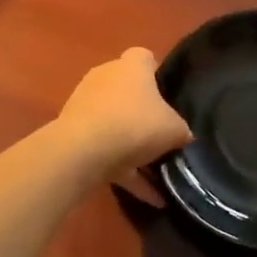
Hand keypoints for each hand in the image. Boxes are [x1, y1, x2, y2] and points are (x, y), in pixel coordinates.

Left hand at [56, 47, 192, 204]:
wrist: (83, 151)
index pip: (145, 58)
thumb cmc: (135, 125)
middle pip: (127, 90)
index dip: (157, 74)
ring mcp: (85, 104)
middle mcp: (105, 77)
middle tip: (162, 133)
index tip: (169, 96)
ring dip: (130, 143)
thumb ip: (181, 129)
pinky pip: (105, 150)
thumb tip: (182, 135)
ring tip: (155, 171)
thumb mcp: (174, 129)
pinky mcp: (74, 132)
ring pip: (114, 121)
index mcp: (131, 66)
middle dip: (142, 111)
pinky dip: (125, 170)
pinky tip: (149, 197)